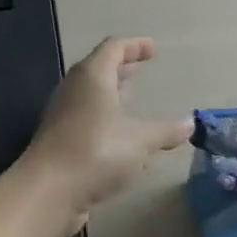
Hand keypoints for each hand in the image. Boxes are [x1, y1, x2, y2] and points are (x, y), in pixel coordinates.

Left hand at [22, 37, 192, 236]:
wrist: (47, 191)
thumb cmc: (96, 152)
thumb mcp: (139, 140)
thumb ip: (165, 131)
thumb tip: (189, 123)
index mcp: (92, 76)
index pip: (113, 48)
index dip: (134, 46)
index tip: (153, 49)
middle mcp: (74, 88)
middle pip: (99, 68)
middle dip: (122, 68)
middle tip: (142, 69)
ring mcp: (63, 113)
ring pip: (91, 94)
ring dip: (112, 93)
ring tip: (132, 98)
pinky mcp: (59, 138)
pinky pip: (86, 116)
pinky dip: (104, 116)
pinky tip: (119, 134)